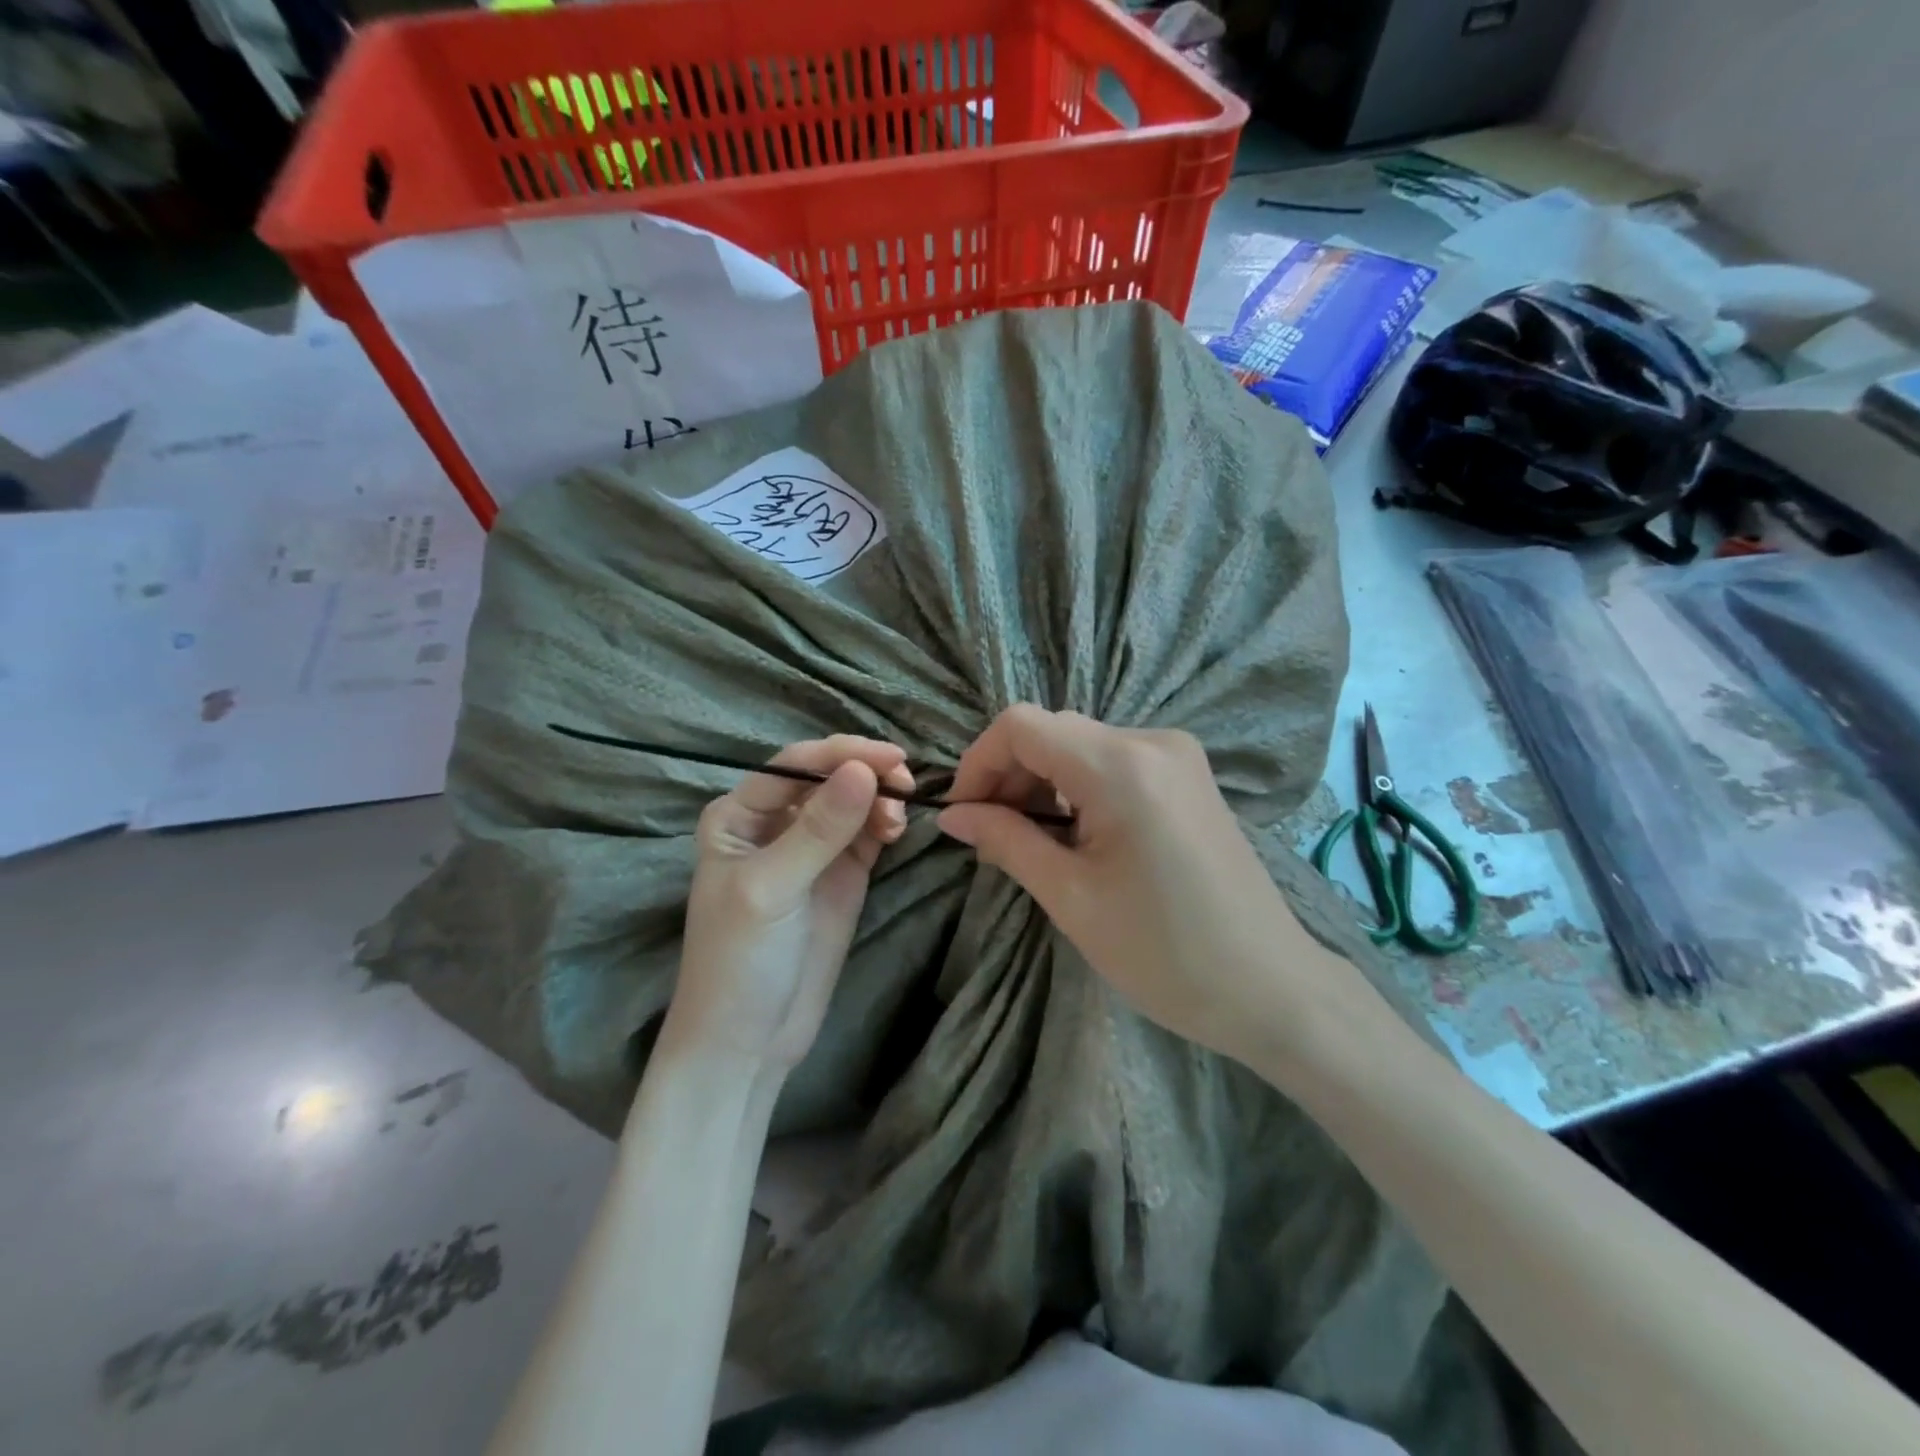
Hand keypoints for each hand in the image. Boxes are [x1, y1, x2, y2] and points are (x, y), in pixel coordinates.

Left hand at [666, 736, 912, 1072]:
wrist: (748, 1042)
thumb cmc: (739, 962)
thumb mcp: (773, 890)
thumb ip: (818, 830)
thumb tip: (864, 769)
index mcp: (739, 815)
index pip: (796, 765)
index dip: (843, 754)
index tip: (892, 759)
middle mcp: (774, 822)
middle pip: (827, 777)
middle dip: (867, 773)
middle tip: (905, 785)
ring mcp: (812, 848)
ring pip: (853, 801)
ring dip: (880, 798)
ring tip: (898, 820)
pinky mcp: (841, 874)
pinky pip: (867, 832)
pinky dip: (885, 823)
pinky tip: (896, 830)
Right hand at [937, 706, 1321, 1063]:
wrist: (1271, 987)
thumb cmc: (1165, 953)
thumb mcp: (1071, 898)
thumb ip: (1006, 841)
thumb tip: (952, 816)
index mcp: (1122, 767)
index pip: (1022, 726)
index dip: (978, 762)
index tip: (962, 814)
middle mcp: (1152, 741)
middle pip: (1052, 731)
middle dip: (1008, 775)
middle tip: (989, 836)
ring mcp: (1177, 755)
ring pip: (1080, 744)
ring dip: (1041, 782)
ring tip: (1026, 841)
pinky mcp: (1189, 775)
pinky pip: (1113, 761)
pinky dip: (1077, 786)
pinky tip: (1072, 833)